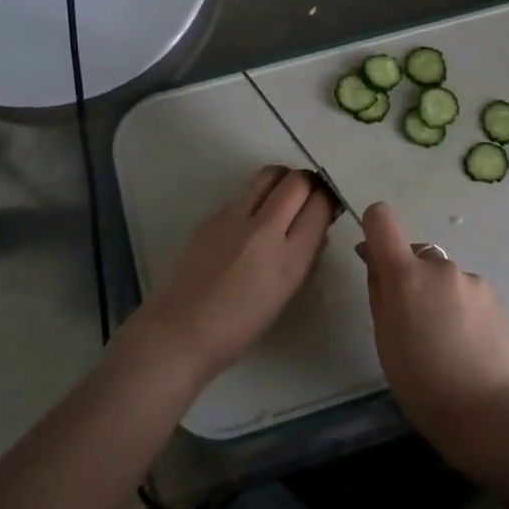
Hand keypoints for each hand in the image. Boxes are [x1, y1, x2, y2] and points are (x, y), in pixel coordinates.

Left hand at [124, 166, 336, 382]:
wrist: (180, 332)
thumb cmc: (240, 327)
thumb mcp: (286, 294)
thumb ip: (306, 256)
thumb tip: (316, 228)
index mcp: (290, 258)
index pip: (320, 205)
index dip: (328, 200)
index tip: (326, 207)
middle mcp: (265, 230)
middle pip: (297, 181)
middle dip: (308, 183)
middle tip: (307, 196)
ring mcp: (234, 219)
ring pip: (268, 175)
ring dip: (282, 180)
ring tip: (282, 196)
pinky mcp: (211, 217)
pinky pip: (243, 194)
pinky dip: (255, 197)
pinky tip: (250, 220)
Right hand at [358, 202, 508, 449]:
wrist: (486, 412)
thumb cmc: (421, 382)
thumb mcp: (385, 339)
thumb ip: (379, 292)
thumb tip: (375, 260)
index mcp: (406, 275)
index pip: (382, 220)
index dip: (374, 228)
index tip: (374, 255)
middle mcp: (442, 267)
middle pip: (417, 256)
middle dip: (410, 278)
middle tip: (410, 322)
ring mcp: (474, 281)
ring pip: (445, 278)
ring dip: (438, 296)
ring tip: (443, 342)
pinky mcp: (497, 299)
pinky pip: (468, 295)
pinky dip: (461, 310)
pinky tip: (466, 346)